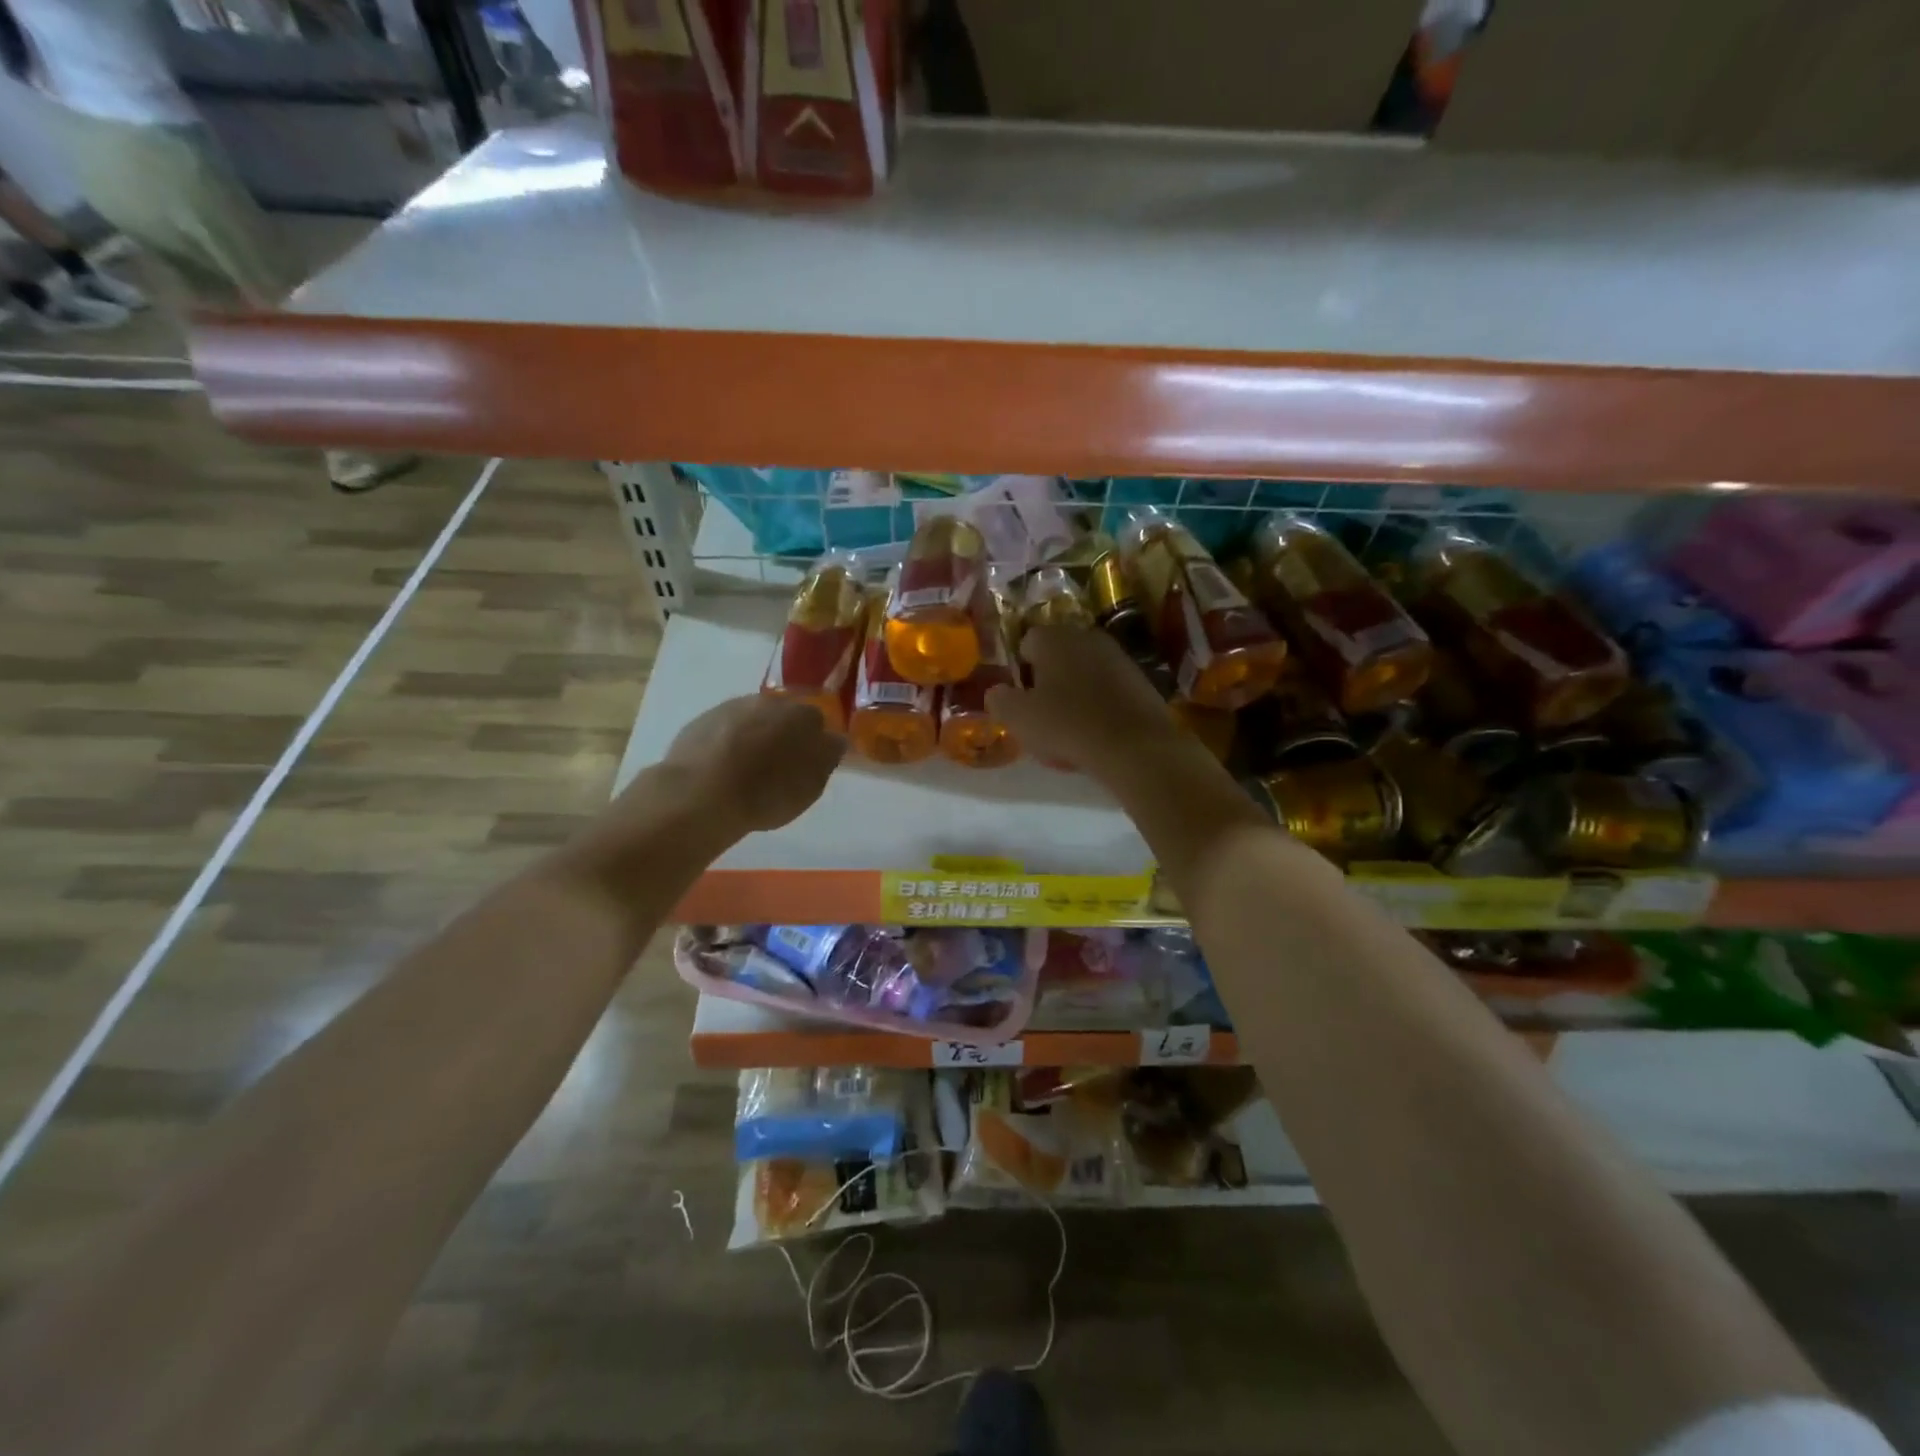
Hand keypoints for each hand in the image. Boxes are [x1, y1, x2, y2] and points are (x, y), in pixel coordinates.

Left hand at [657, 694, 845, 834]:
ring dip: (754, 736)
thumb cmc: (766, 792)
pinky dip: (727, 743)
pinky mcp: (701, 720)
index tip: (807, 762)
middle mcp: (769, 702)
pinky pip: (724, 730)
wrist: (701, 793)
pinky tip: (721, 767)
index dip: (814, 742)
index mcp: (802, 715)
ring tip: (747, 768)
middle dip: (783, 734)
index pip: (818, 722)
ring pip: (752, 719)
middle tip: (778, 765)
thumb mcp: (810, 786)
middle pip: (783, 716)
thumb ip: (825, 758)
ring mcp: (732, 708)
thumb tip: (832, 741)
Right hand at [986, 627, 1180, 778]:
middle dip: (1049, 679)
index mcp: (1053, 637)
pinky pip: (1109, 688)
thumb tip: (996, 692)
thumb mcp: (1018, 718)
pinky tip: (1098, 732)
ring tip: (1071, 727)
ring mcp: (1118, 656)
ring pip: (1085, 671)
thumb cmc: (1067, 725)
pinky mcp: (1141, 679)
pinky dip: (1101, 704)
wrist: (1134, 746)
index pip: (1026, 642)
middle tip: (1043, 714)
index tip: (1021, 699)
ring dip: (1075, 692)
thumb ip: (999, 700)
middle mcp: (1086, 636)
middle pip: (1058, 655)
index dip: (1020, 671)